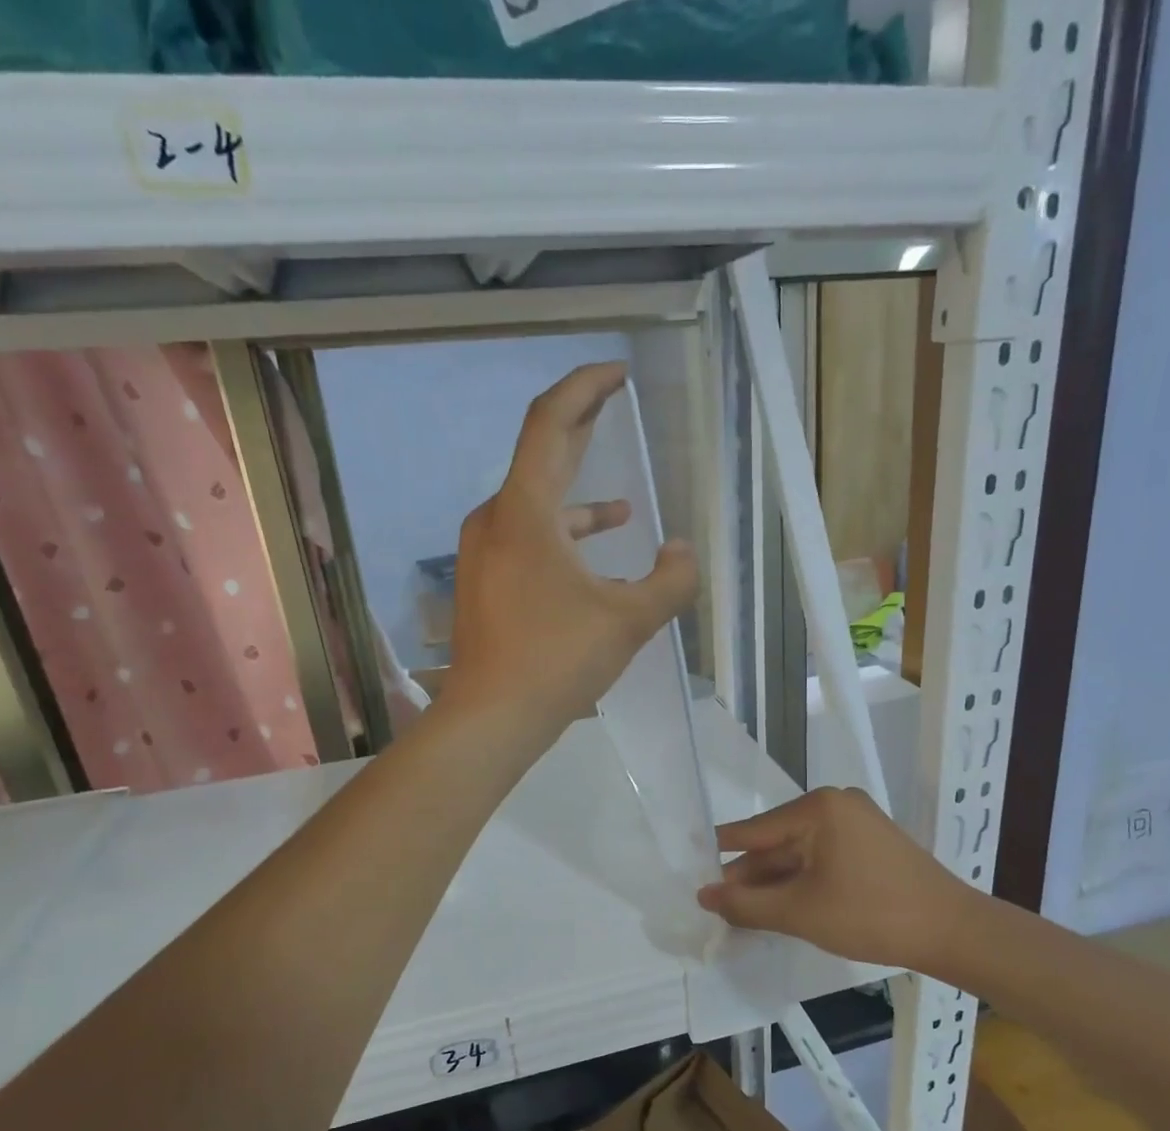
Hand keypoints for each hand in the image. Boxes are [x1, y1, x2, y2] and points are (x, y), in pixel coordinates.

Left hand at [448, 362, 696, 734]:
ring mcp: (485, 553)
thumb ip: (670, 581)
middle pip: (542, 456)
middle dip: (582, 428)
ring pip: (538, 508)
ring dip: (580, 502)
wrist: (491, 717)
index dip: (586, 388)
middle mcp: (497, 520)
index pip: (551, 423)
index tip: (617, 373)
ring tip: (624, 510)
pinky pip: (529, 542)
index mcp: (525, 511)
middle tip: (614, 403)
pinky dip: (564, 542)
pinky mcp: (486, 583)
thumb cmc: (557, 659)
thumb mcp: (629, 620)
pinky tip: (596, 569)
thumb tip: (684, 551)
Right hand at [698, 788, 971, 970]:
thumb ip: (746, 903)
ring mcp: (857, 823)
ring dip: (774, 882)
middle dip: (749, 875)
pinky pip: (822, 859)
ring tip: (742, 911)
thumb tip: (704, 895)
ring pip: (800, 853)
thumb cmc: (871, 914)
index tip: (690, 866)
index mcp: (818, 807)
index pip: (754, 830)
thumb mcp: (799, 912)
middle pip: (777, 841)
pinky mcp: (871, 845)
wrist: (952, 931)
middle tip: (715, 904)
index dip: (721, 854)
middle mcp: (836, 805)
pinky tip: (781, 906)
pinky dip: (801, 882)